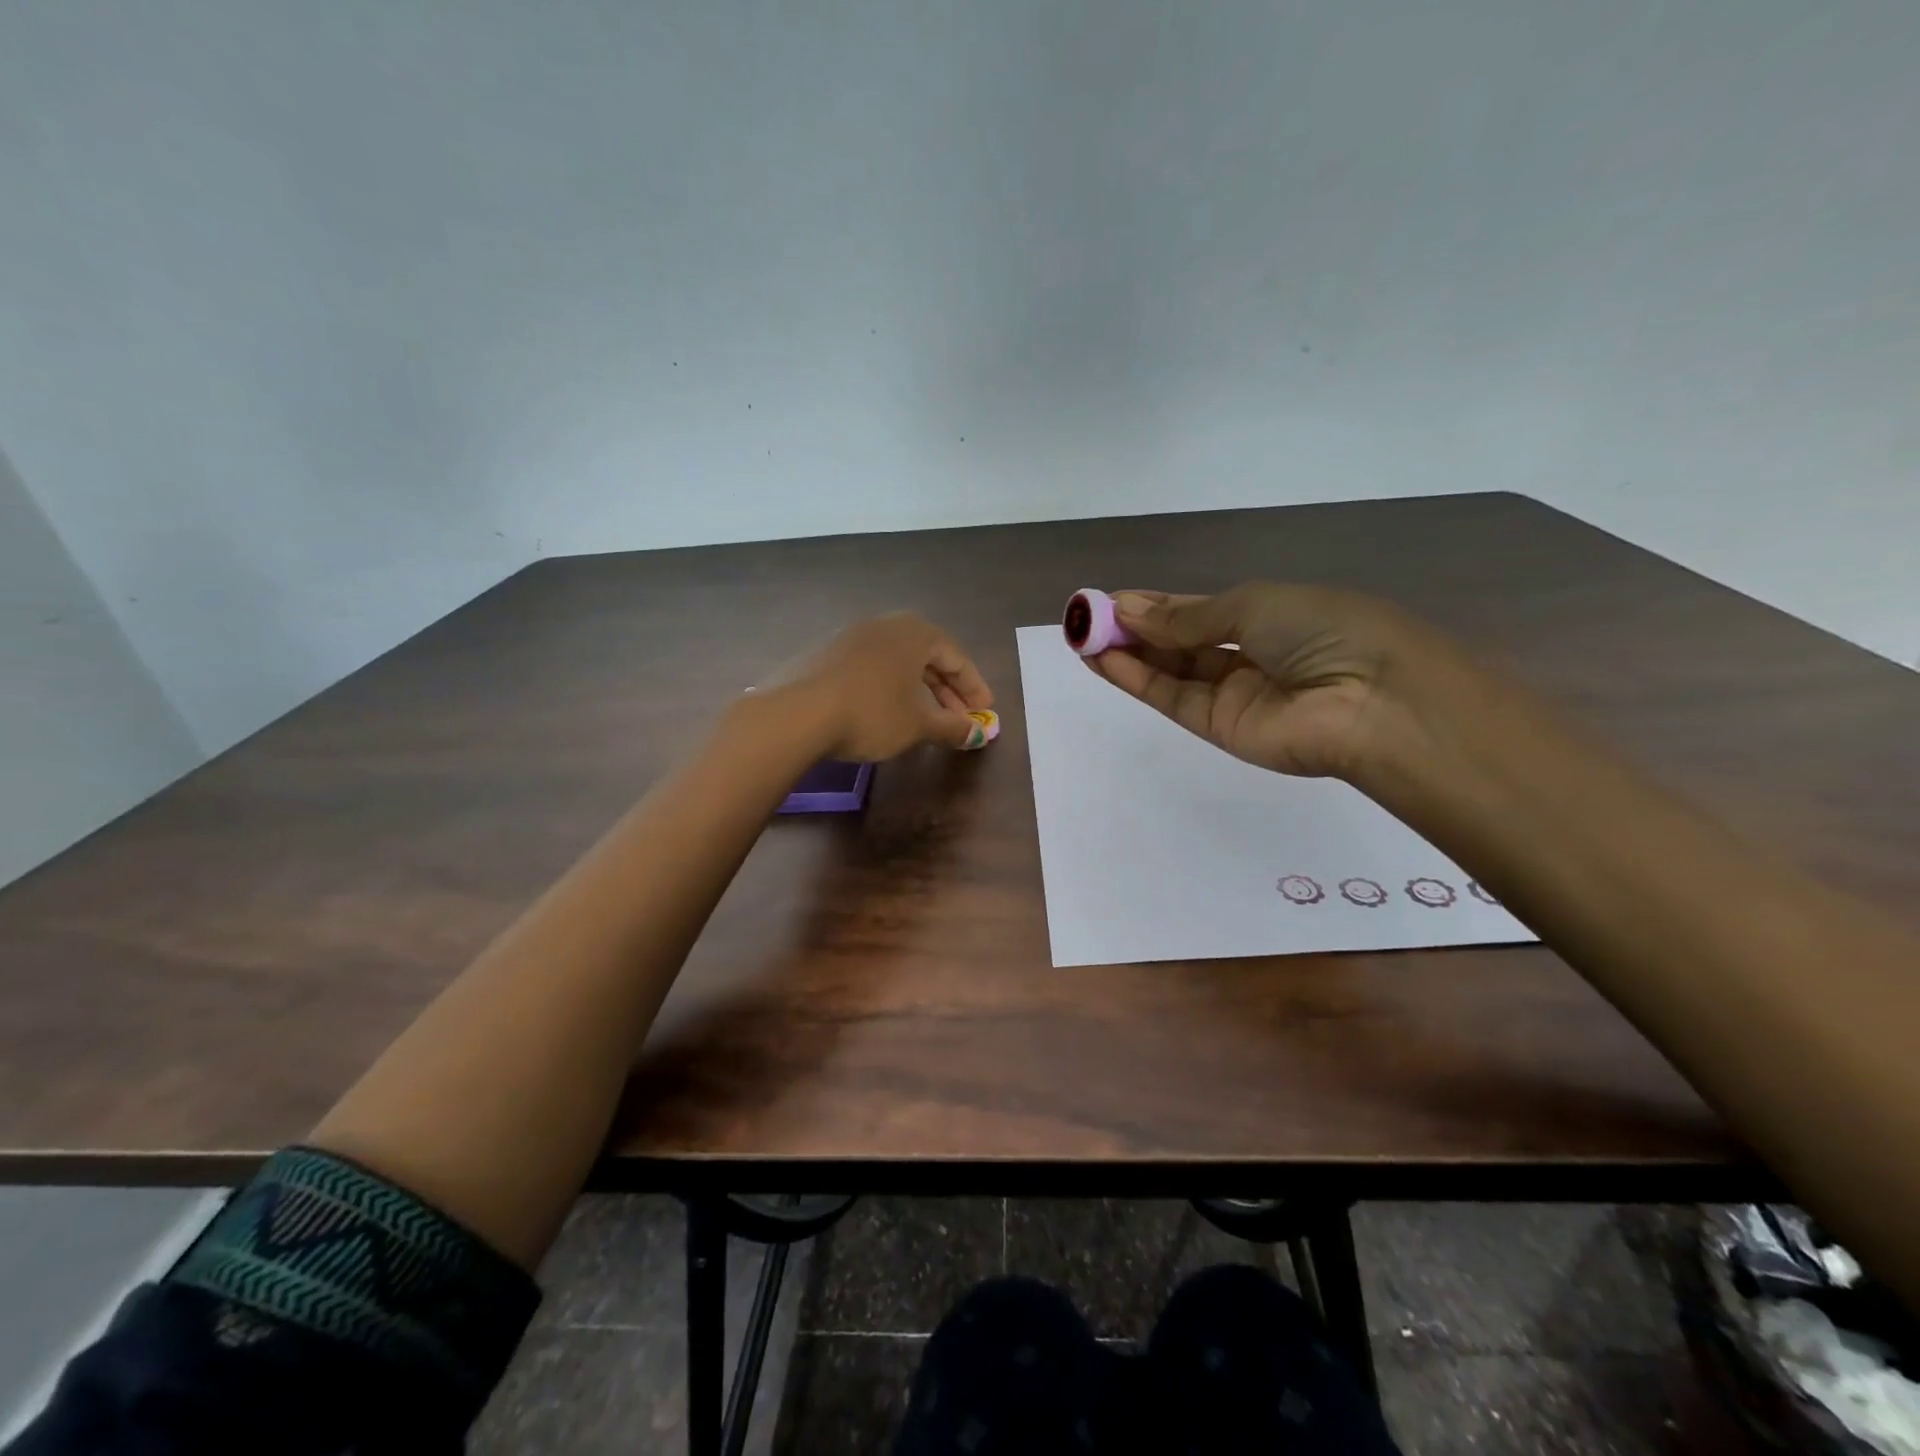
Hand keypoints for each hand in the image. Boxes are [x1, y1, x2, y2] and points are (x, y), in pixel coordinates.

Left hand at [784, 613, 994, 761]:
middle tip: (959, 718)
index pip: (956, 657)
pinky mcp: (826, 654)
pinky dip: (889, 688)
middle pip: (927, 657)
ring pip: (898, 662)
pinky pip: (872, 668)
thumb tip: (977, 733)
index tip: (985, 712)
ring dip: (918, 689)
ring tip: (926, 718)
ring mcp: (851, 636)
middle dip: (947, 690)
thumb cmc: (871, 713)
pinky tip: (887, 712)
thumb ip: (952, 727)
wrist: (797, 714)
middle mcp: (885, 625)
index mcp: (915, 633)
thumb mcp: (919, 724)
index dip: (974, 687)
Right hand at [1087, 583, 1444, 778]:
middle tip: (1086, 616)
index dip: (1155, 605)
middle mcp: (1248, 655)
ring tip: (1081, 635)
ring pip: (1169, 670)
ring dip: (1125, 652)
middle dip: (1133, 628)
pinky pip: (1171, 697)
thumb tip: (1129, 610)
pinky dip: (1135, 678)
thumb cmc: (1323, 630)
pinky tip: (1102, 659)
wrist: (1371, 702)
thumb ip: (1186, 618)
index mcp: (1268, 616)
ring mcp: (1232, 694)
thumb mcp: (1252, 605)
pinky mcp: (1219, 727)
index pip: (1198, 611)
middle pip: (1179, 641)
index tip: (1109, 599)